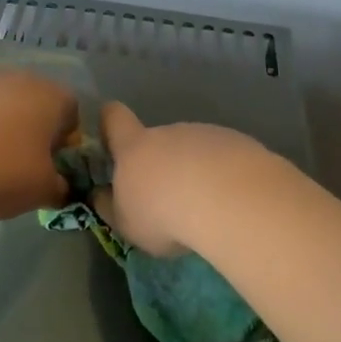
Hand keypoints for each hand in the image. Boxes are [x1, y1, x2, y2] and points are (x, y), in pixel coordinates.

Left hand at [0, 69, 79, 220]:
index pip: (71, 111)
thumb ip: (60, 186)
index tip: (52, 165)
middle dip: (32, 129)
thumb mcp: (43, 191)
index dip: (66, 139)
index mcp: (49, 96)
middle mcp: (16, 79)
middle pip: (34, 102)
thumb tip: (59, 186)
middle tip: (21, 164)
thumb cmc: (1, 174)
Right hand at [91, 102, 268, 256]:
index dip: (109, 121)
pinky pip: (225, 158)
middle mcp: (169, 133)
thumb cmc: (163, 214)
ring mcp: (206, 134)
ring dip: (195, 170)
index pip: (114, 117)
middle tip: (169, 200)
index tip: (111, 136)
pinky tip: (232, 201)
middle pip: (159, 139)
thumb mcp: (126, 223)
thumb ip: (112, 207)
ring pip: (194, 150)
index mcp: (134, 147)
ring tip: (206, 206)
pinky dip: (224, 175)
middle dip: (161, 164)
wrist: (229, 201)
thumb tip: (101, 195)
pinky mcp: (240, 143)